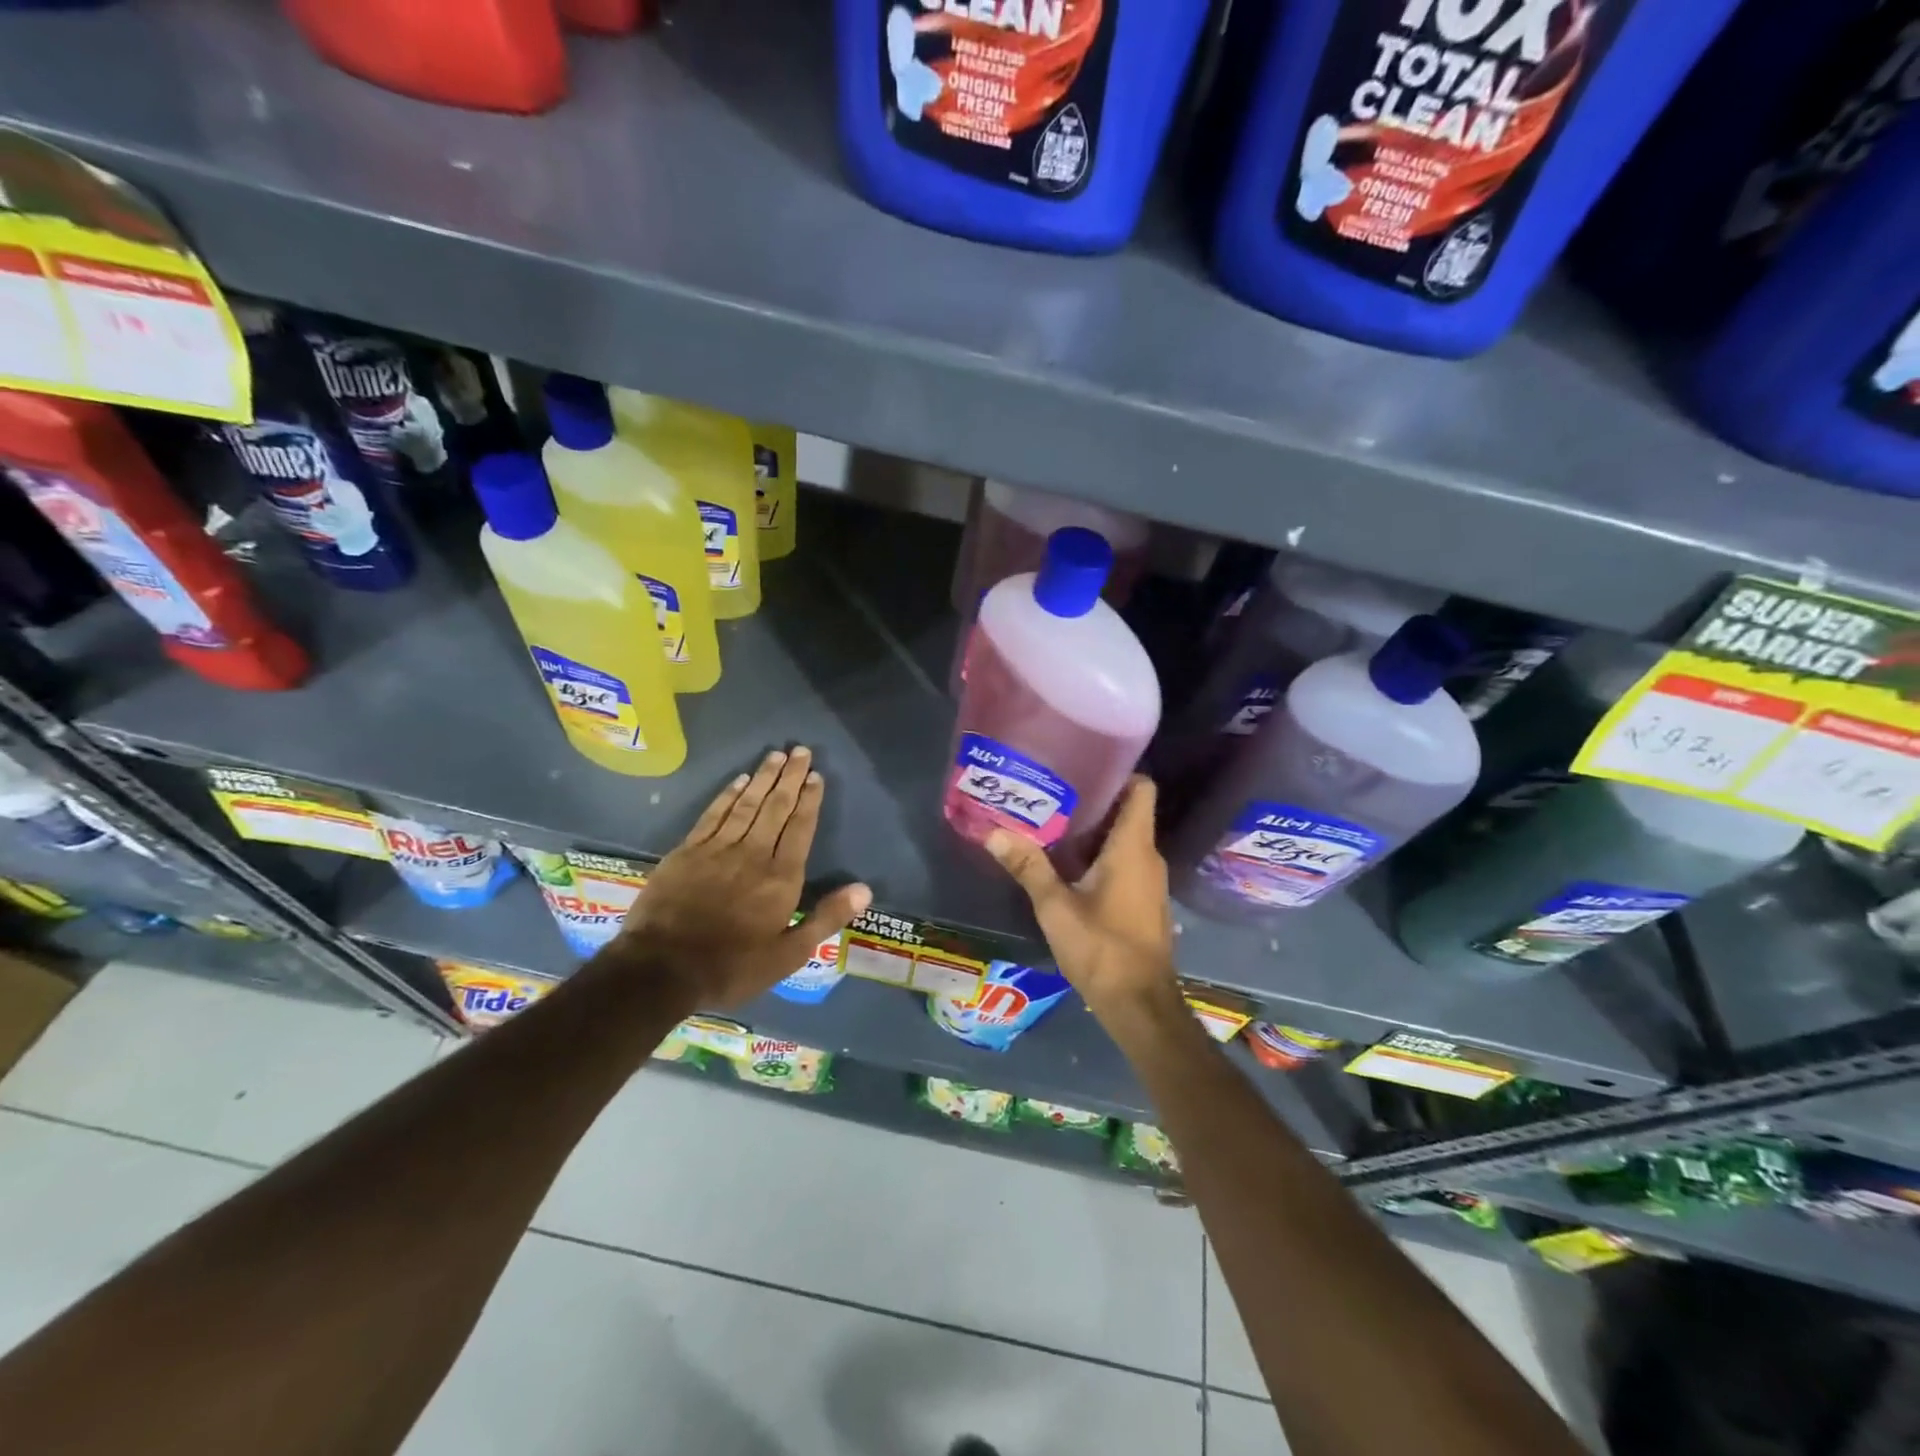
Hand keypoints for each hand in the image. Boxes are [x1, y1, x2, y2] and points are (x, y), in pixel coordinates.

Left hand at [610, 747, 871, 1008]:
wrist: (661, 969)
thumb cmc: (732, 966)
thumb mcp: (788, 954)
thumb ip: (826, 918)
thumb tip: (865, 890)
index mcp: (780, 877)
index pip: (800, 828)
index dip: (809, 800)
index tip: (816, 776)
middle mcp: (752, 853)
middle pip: (775, 807)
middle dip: (790, 777)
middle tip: (801, 751)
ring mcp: (717, 849)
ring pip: (746, 804)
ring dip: (762, 778)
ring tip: (776, 755)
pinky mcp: (687, 851)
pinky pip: (713, 814)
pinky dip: (728, 795)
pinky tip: (738, 780)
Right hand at [985, 776, 1179, 1025]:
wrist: (1139, 1004)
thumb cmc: (1101, 948)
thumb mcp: (1056, 907)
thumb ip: (1027, 867)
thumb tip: (993, 832)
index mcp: (1132, 847)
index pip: (1141, 788)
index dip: (1118, 772)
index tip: (1084, 765)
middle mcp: (1148, 857)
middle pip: (1128, 811)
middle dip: (1093, 800)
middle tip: (1052, 792)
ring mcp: (1149, 880)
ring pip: (1125, 839)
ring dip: (1094, 831)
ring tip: (1053, 823)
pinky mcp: (1144, 901)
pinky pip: (1125, 862)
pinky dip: (1101, 856)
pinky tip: (1068, 864)